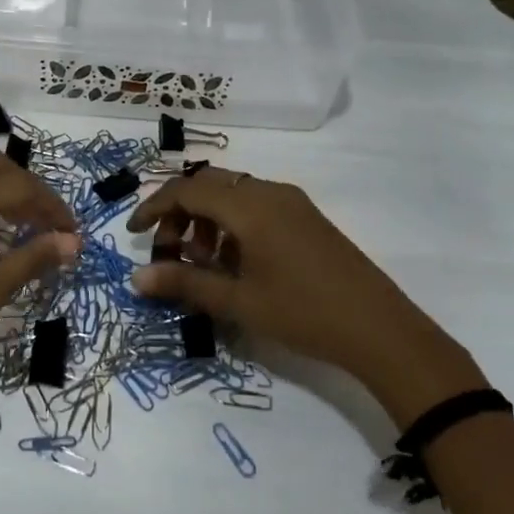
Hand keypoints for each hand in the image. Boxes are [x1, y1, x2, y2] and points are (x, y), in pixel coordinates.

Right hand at [127, 166, 485, 426]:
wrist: (380, 328)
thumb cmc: (302, 312)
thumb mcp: (237, 301)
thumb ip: (184, 285)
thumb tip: (135, 279)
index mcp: (250, 206)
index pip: (187, 190)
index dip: (154, 208)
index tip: (133, 234)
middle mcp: (269, 192)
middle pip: (209, 185)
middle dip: (180, 212)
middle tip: (168, 251)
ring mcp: (292, 203)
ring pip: (233, 194)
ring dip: (206, 220)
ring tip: (202, 263)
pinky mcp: (306, 217)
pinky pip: (256, 206)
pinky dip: (232, 225)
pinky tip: (234, 264)